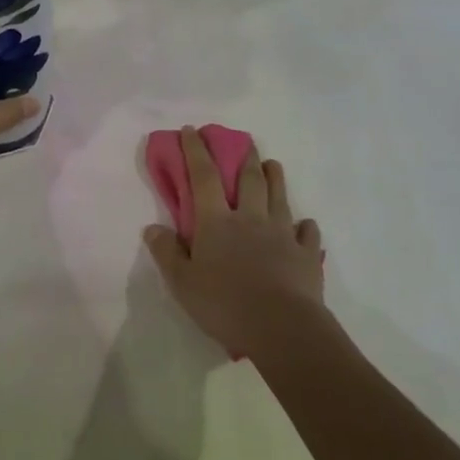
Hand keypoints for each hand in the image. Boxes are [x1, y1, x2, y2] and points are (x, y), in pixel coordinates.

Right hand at [143, 127, 323, 358]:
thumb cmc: (225, 304)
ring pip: (280, 197)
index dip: (196, 150)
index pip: (203, 176)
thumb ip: (167, 252)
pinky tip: (304, 225)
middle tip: (244, 140)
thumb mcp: (182, 283)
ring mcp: (282, 234)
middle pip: (249, 179)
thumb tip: (153, 228)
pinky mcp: (307, 255)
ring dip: (275, 177)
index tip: (193, 130)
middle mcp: (251, 218)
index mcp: (217, 222)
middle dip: (244, 156)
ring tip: (273, 165)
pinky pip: (307, 233)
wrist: (282, 328)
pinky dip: (305, 226)